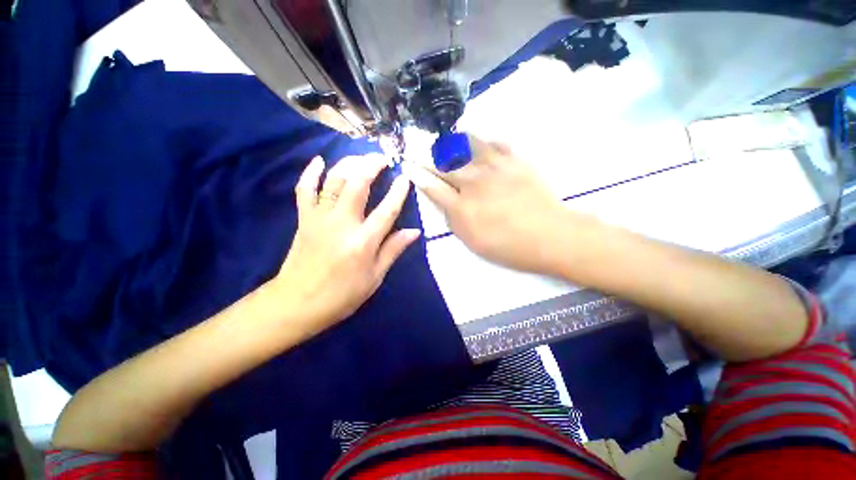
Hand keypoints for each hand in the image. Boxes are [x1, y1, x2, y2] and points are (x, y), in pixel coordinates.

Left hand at [272, 154, 419, 329]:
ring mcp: (319, 218)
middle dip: (371, 166)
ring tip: (361, 158)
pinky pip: (304, 189)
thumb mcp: (375, 277)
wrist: (297, 303)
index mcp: (363, 242)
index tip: (406, 178)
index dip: (399, 191)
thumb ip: (393, 250)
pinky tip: (319, 160)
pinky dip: (310, 172)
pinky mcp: (304, 219)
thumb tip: (414, 231)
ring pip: (333, 180)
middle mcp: (342, 224)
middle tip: (383, 158)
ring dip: (349, 164)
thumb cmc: (341, 295)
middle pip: (357, 184)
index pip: (387, 210)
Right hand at [404, 135, 575, 275]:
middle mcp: (473, 182)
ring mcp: (495, 168)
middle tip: (418, 148)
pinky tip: (481, 140)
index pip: (432, 186)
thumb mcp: (473, 242)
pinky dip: (486, 140)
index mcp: (462, 206)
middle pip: (444, 164)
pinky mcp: (515, 161)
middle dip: (427, 156)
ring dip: (453, 141)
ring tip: (445, 138)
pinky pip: (497, 143)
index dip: (417, 175)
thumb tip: (443, 202)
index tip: (408, 167)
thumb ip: (453, 220)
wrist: (550, 236)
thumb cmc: (508, 246)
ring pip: (467, 146)